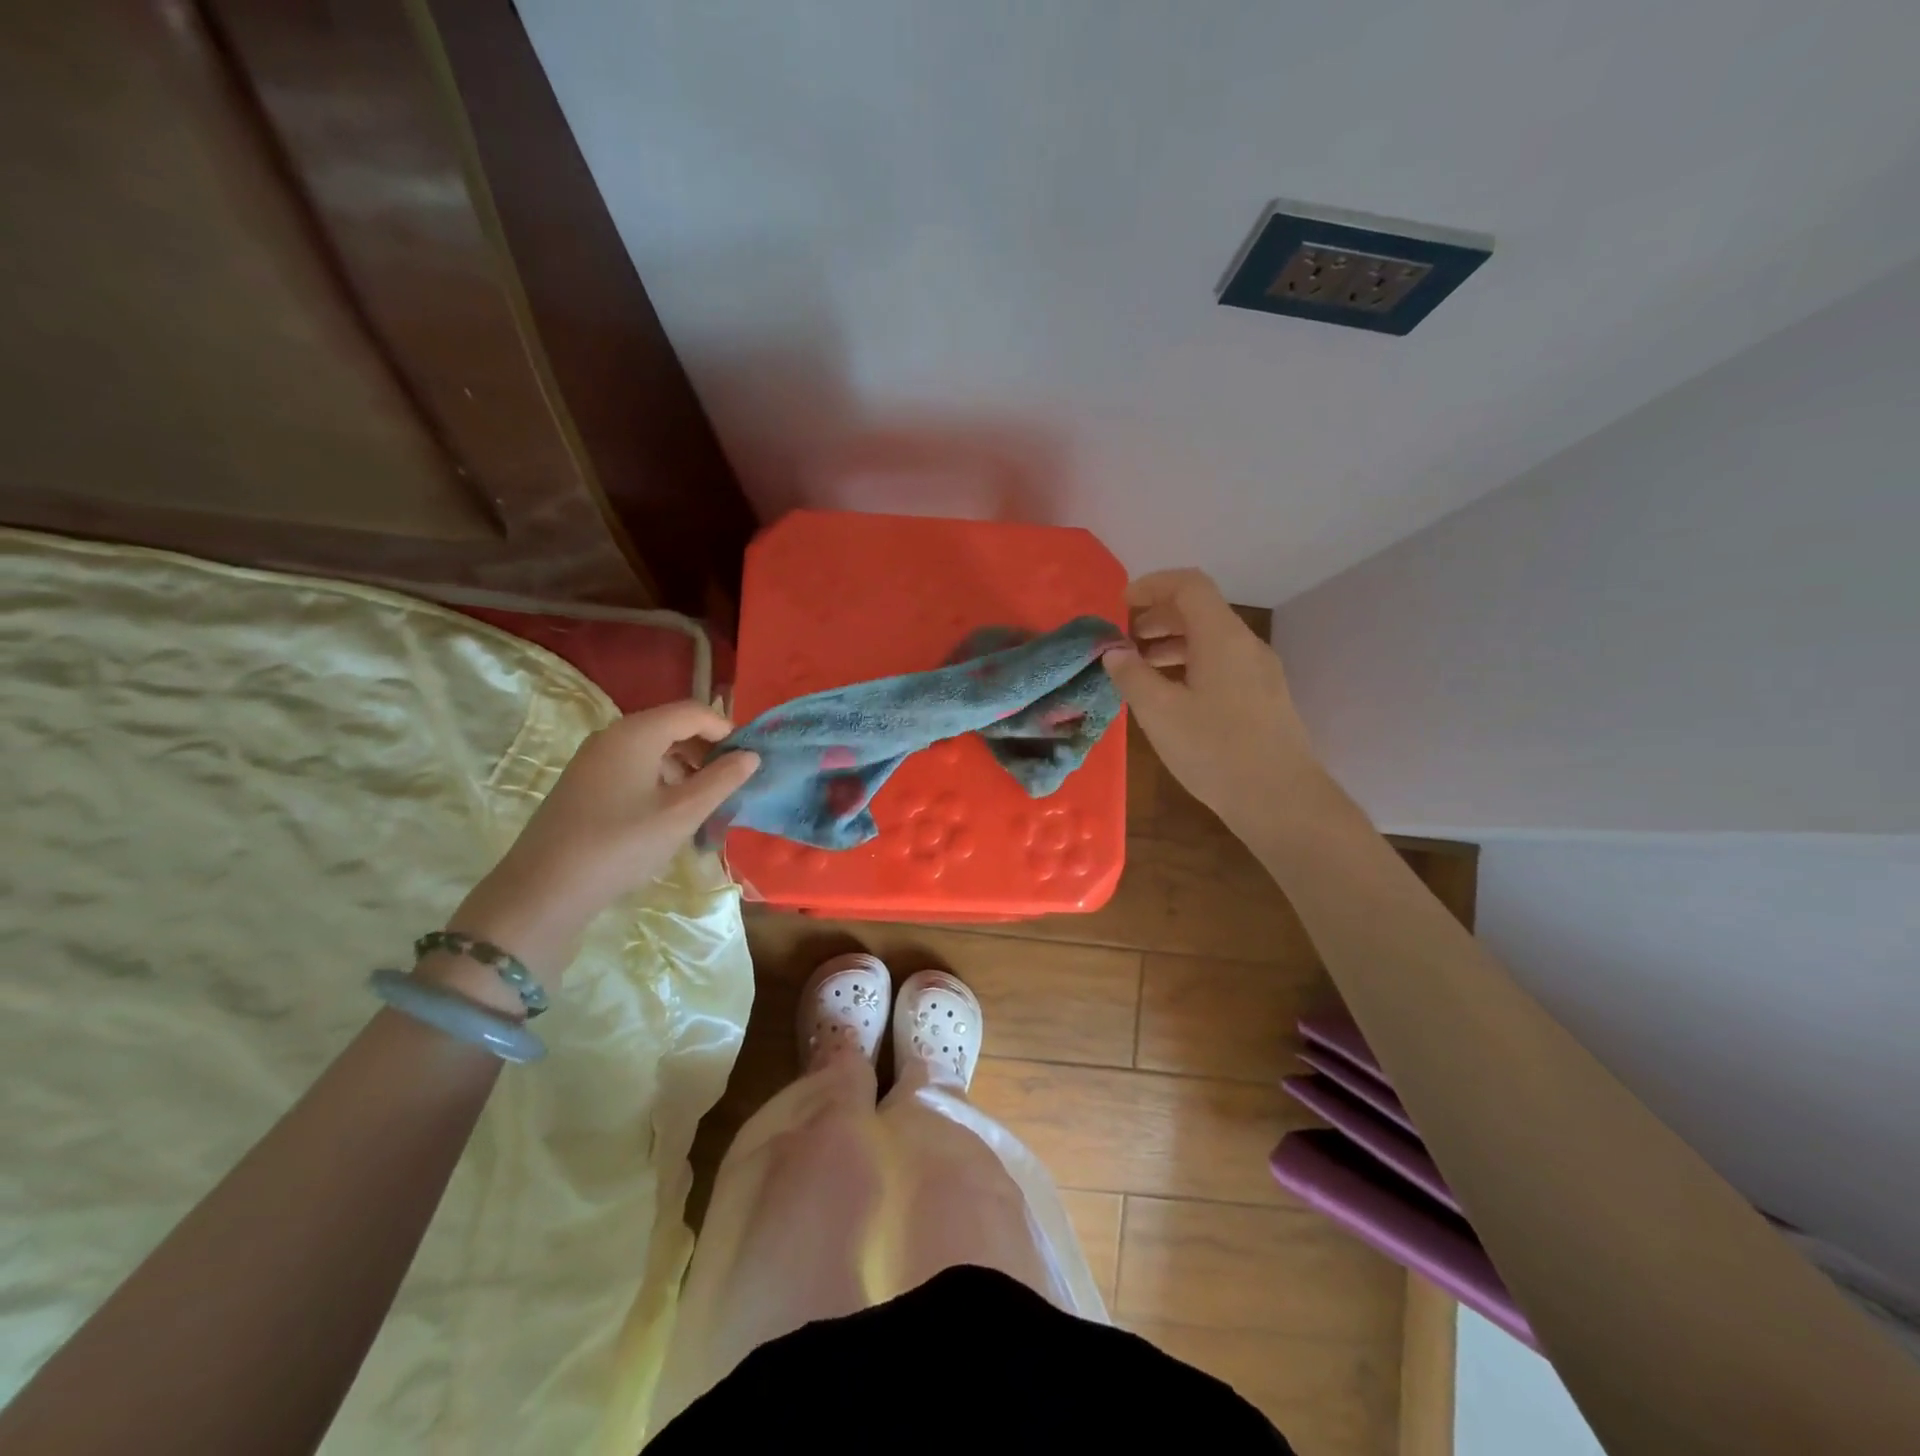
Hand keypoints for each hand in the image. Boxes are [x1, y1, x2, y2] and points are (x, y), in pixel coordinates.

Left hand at [437, 702, 758, 998]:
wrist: (544, 890)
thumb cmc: (621, 845)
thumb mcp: (682, 814)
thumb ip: (721, 780)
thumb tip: (751, 756)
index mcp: (636, 733)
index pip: (693, 712)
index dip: (726, 730)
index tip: (748, 760)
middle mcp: (613, 735)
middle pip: (672, 726)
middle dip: (707, 749)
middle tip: (731, 782)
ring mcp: (594, 759)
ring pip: (653, 748)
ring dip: (686, 766)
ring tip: (705, 801)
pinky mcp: (584, 783)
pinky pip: (634, 766)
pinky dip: (661, 778)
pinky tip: (670, 812)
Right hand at [1101, 569, 1319, 830]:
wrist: (1281, 799)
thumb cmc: (1216, 750)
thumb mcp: (1160, 713)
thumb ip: (1132, 675)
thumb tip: (1114, 651)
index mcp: (1222, 637)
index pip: (1188, 585)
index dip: (1151, 586)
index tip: (1120, 606)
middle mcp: (1245, 645)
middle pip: (1200, 610)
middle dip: (1157, 616)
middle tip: (1123, 638)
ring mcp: (1259, 671)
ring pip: (1211, 639)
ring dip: (1172, 642)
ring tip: (1140, 667)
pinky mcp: (1263, 697)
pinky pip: (1222, 663)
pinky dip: (1190, 664)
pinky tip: (1171, 694)